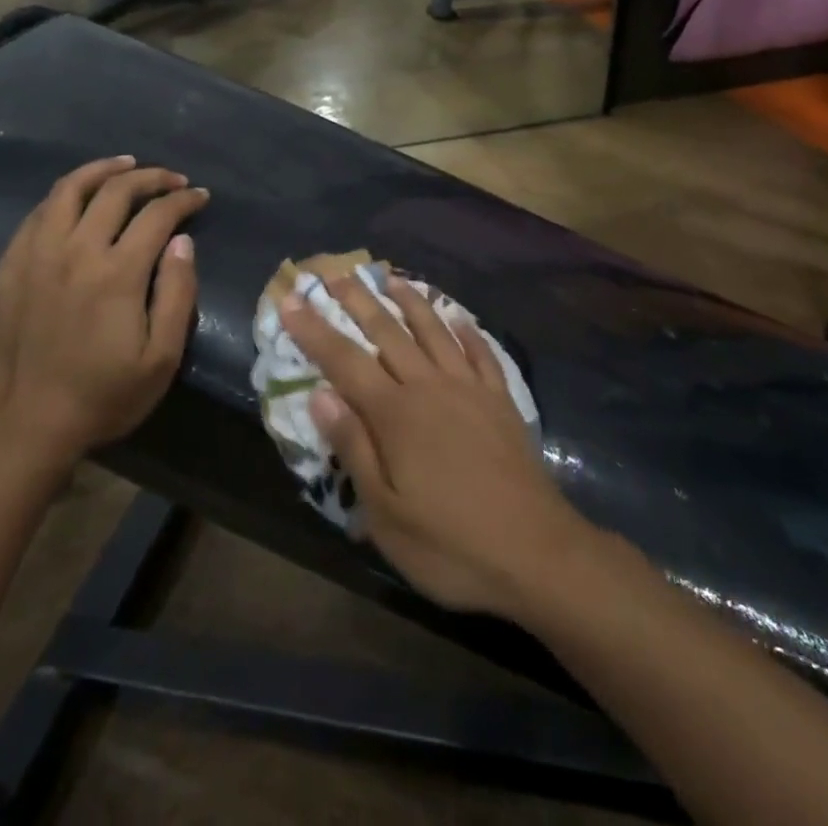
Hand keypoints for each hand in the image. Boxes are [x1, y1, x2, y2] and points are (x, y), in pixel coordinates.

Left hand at [0, 156, 208, 466]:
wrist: (30, 426)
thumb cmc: (105, 395)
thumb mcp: (162, 357)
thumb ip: (177, 293)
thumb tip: (181, 241)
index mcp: (116, 273)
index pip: (158, 214)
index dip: (184, 199)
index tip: (200, 197)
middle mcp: (75, 251)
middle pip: (115, 191)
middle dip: (151, 177)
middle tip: (172, 179)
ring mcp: (36, 255)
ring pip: (68, 190)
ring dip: (102, 170)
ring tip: (125, 166)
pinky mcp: (9, 267)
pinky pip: (37, 214)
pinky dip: (63, 196)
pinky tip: (77, 199)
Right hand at [282, 272, 589, 617]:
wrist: (536, 553)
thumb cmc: (450, 544)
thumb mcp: (386, 514)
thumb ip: (354, 448)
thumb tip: (321, 395)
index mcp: (396, 414)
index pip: (344, 361)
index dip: (315, 331)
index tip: (291, 302)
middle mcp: (430, 387)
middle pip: (388, 332)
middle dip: (357, 301)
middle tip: (334, 274)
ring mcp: (470, 389)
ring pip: (434, 331)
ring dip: (410, 301)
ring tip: (391, 278)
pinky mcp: (500, 400)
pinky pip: (480, 352)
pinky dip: (466, 330)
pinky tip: (458, 317)